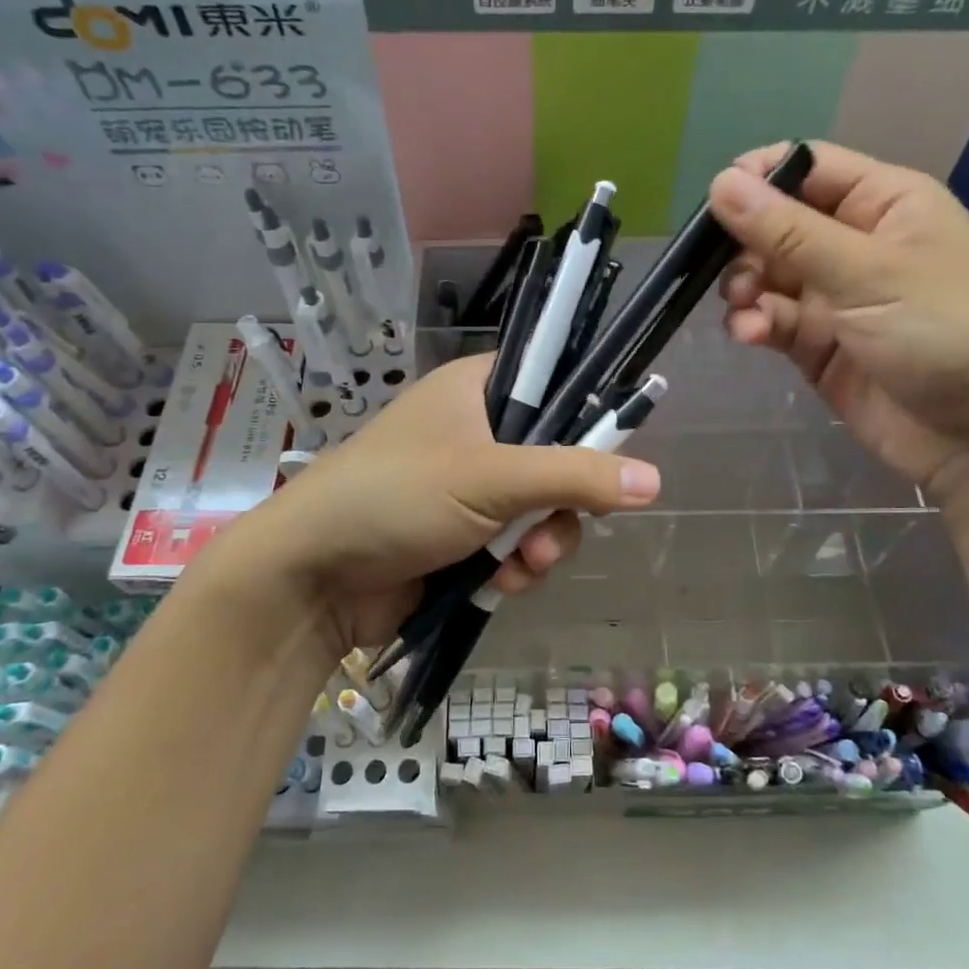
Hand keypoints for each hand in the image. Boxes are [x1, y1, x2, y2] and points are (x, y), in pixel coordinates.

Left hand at [188, 353, 661, 662]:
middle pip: (557, 458)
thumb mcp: (490, 478)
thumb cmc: (396, 497)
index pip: (553, 384)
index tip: (606, 457)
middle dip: (562, 506)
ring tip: (520, 568)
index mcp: (477, 390)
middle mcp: (476, 432)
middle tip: (546, 536)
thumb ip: (574, 476)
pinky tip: (502, 585)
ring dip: (542, 544)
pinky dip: (517, 567)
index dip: (585, 418)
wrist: (312, 575)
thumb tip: (655, 480)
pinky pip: (516, 546)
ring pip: (541, 510)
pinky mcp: (461, 537)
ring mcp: (468, 488)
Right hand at [709, 141, 968, 507]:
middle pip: (778, 223)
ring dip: (745, 288)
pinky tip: (750, 335)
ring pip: (767, 275)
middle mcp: (855, 243)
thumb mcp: (866, 273)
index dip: (760, 177)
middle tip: (724, 268)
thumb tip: (719, 182)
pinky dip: (755, 324)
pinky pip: (772, 320)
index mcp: (884, 203)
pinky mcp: (817, 344)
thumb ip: (788, 232)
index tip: (715, 200)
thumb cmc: (942, 331)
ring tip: (742, 308)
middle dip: (745, 243)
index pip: (809, 168)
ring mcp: (835, 296)